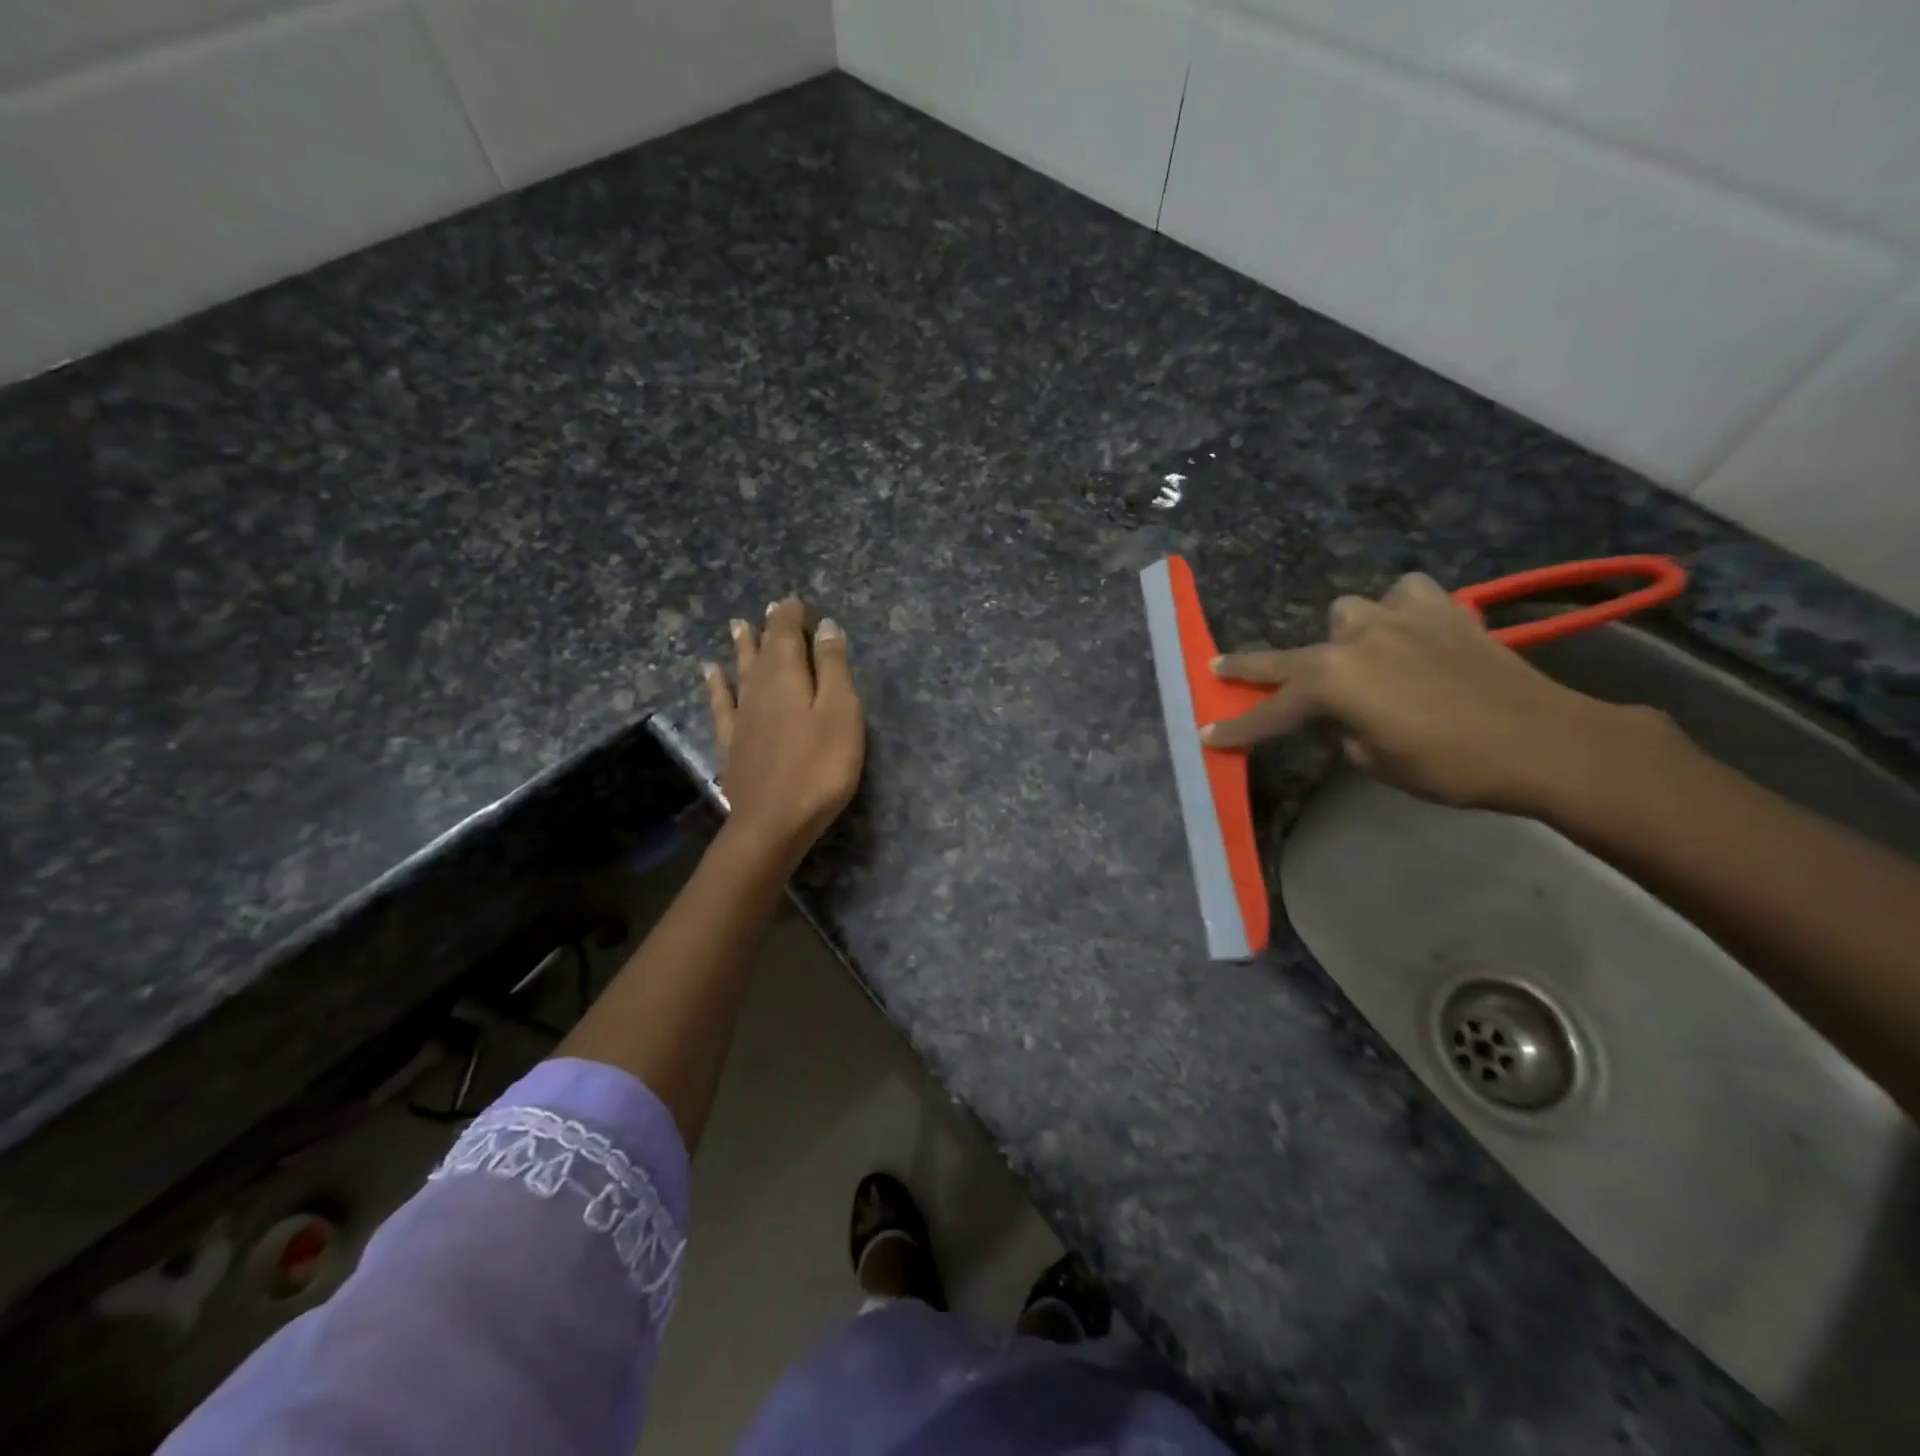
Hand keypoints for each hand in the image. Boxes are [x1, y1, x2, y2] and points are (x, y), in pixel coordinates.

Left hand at [703, 597, 864, 864]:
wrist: (773, 822)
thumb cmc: (819, 767)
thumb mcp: (840, 712)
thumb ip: (832, 668)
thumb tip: (825, 626)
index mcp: (787, 676)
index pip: (786, 633)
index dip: (791, 615)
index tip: (798, 602)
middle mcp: (758, 688)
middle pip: (762, 650)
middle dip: (770, 628)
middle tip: (772, 609)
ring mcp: (741, 716)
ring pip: (740, 671)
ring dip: (741, 647)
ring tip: (738, 626)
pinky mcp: (731, 743)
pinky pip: (720, 704)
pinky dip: (716, 685)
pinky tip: (710, 673)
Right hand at [1202, 572, 1661, 814]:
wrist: (1545, 742)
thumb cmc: (1449, 765)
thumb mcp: (1374, 761)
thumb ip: (1339, 730)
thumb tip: (1333, 714)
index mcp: (1332, 682)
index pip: (1270, 710)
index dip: (1238, 727)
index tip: (1207, 734)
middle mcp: (1354, 640)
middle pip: (1289, 656)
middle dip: (1250, 668)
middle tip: (1219, 668)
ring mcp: (1398, 618)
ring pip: (1348, 613)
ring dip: (1343, 637)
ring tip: (1357, 657)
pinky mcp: (1443, 611)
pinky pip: (1407, 597)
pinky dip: (1400, 611)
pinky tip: (1408, 630)